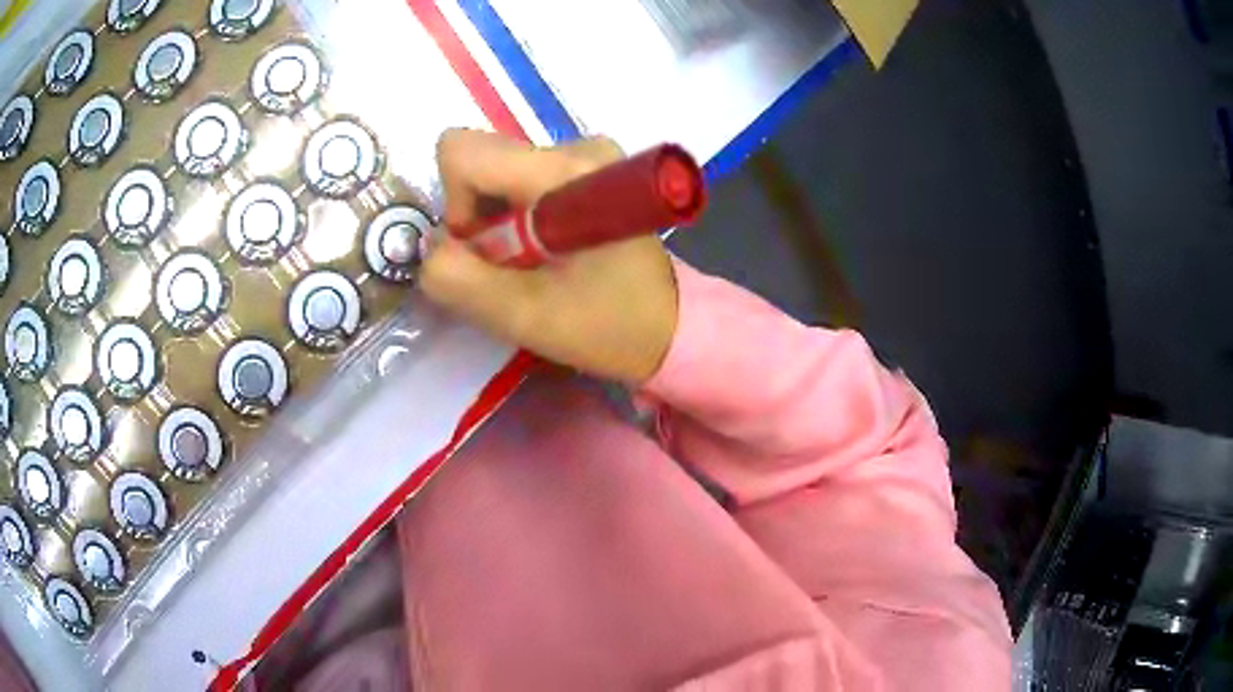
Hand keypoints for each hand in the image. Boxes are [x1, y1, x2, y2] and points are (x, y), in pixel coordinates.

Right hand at [421, 129, 678, 383]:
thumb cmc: (608, 326)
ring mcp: (587, 154)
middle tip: (514, 267)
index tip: (485, 251)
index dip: (455, 205)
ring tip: (537, 265)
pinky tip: (548, 252)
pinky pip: (521, 181)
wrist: (672, 328)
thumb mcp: (523, 316)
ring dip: (499, 224)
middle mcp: (578, 146)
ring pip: (498, 174)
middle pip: (481, 162)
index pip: (462, 151)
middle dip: (478, 219)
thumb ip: (458, 279)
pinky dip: (518, 220)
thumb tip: (430, 245)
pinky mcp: (589, 169)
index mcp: (565, 170)